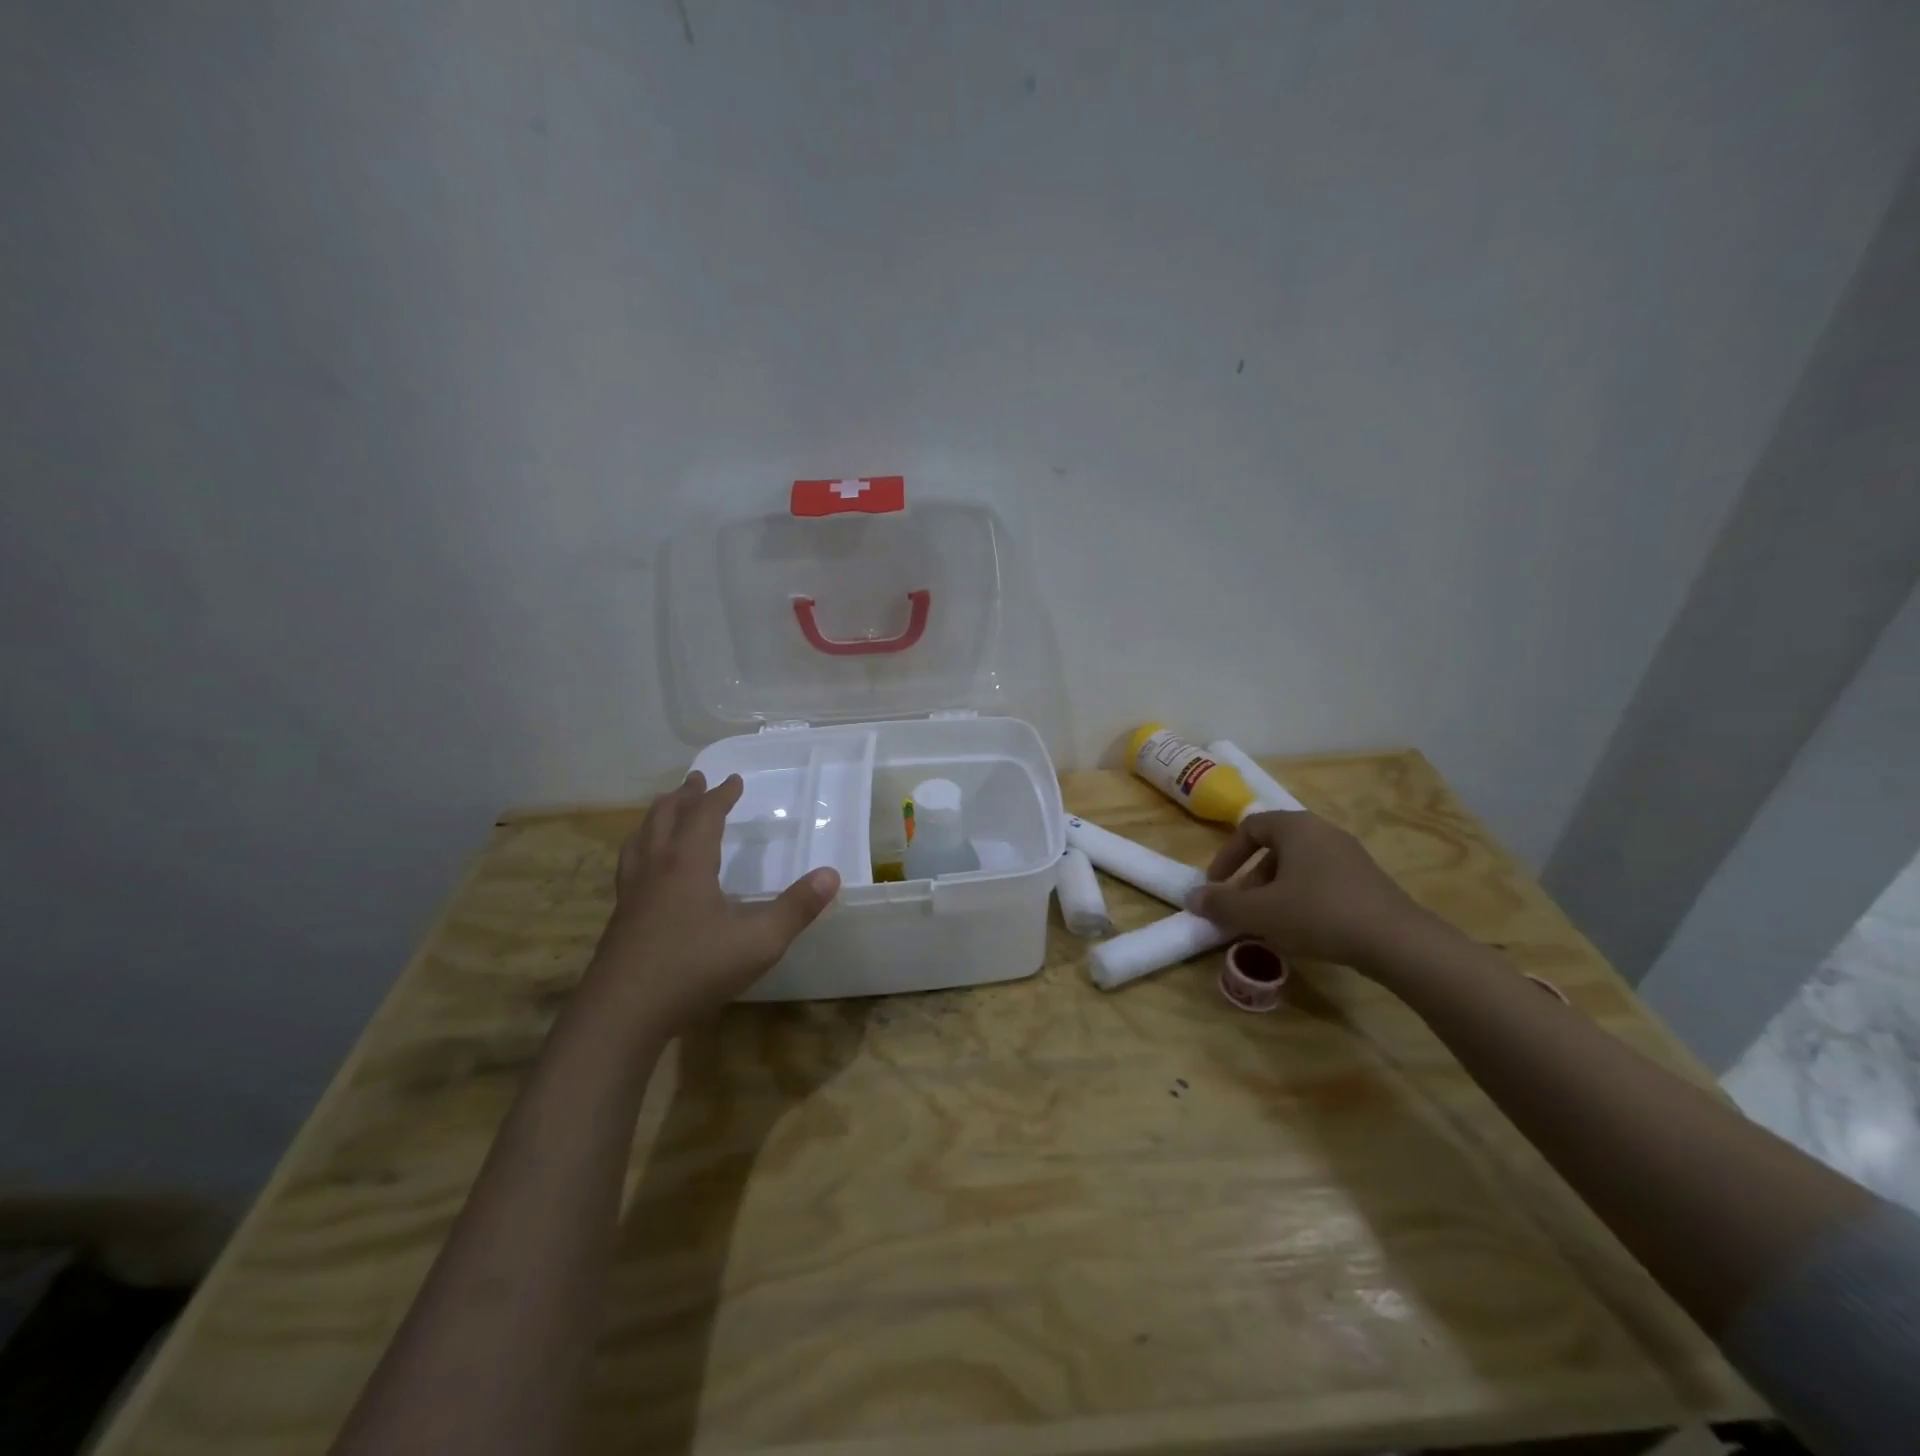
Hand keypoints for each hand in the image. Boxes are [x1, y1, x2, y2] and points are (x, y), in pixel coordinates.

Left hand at [590, 771, 838, 1035]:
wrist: (621, 1014)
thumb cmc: (694, 969)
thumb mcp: (759, 941)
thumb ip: (797, 908)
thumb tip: (832, 875)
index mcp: (687, 863)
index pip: (705, 816)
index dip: (721, 796)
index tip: (733, 780)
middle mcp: (656, 868)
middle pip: (665, 818)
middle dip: (684, 796)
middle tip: (695, 780)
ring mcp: (632, 893)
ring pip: (640, 839)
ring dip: (657, 816)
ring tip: (664, 809)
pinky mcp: (620, 918)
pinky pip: (630, 865)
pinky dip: (641, 848)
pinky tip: (646, 868)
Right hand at [1184, 810, 1430, 970]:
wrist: (1398, 942)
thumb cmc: (1319, 914)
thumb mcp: (1261, 912)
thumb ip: (1222, 904)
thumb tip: (1192, 899)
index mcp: (1296, 827)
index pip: (1249, 828)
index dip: (1227, 856)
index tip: (1217, 886)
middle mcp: (1323, 832)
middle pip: (1274, 848)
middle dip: (1251, 880)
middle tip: (1242, 910)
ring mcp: (1350, 855)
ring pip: (1298, 867)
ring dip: (1275, 892)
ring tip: (1270, 925)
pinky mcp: (1368, 880)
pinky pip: (1322, 881)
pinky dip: (1303, 899)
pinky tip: (1304, 931)